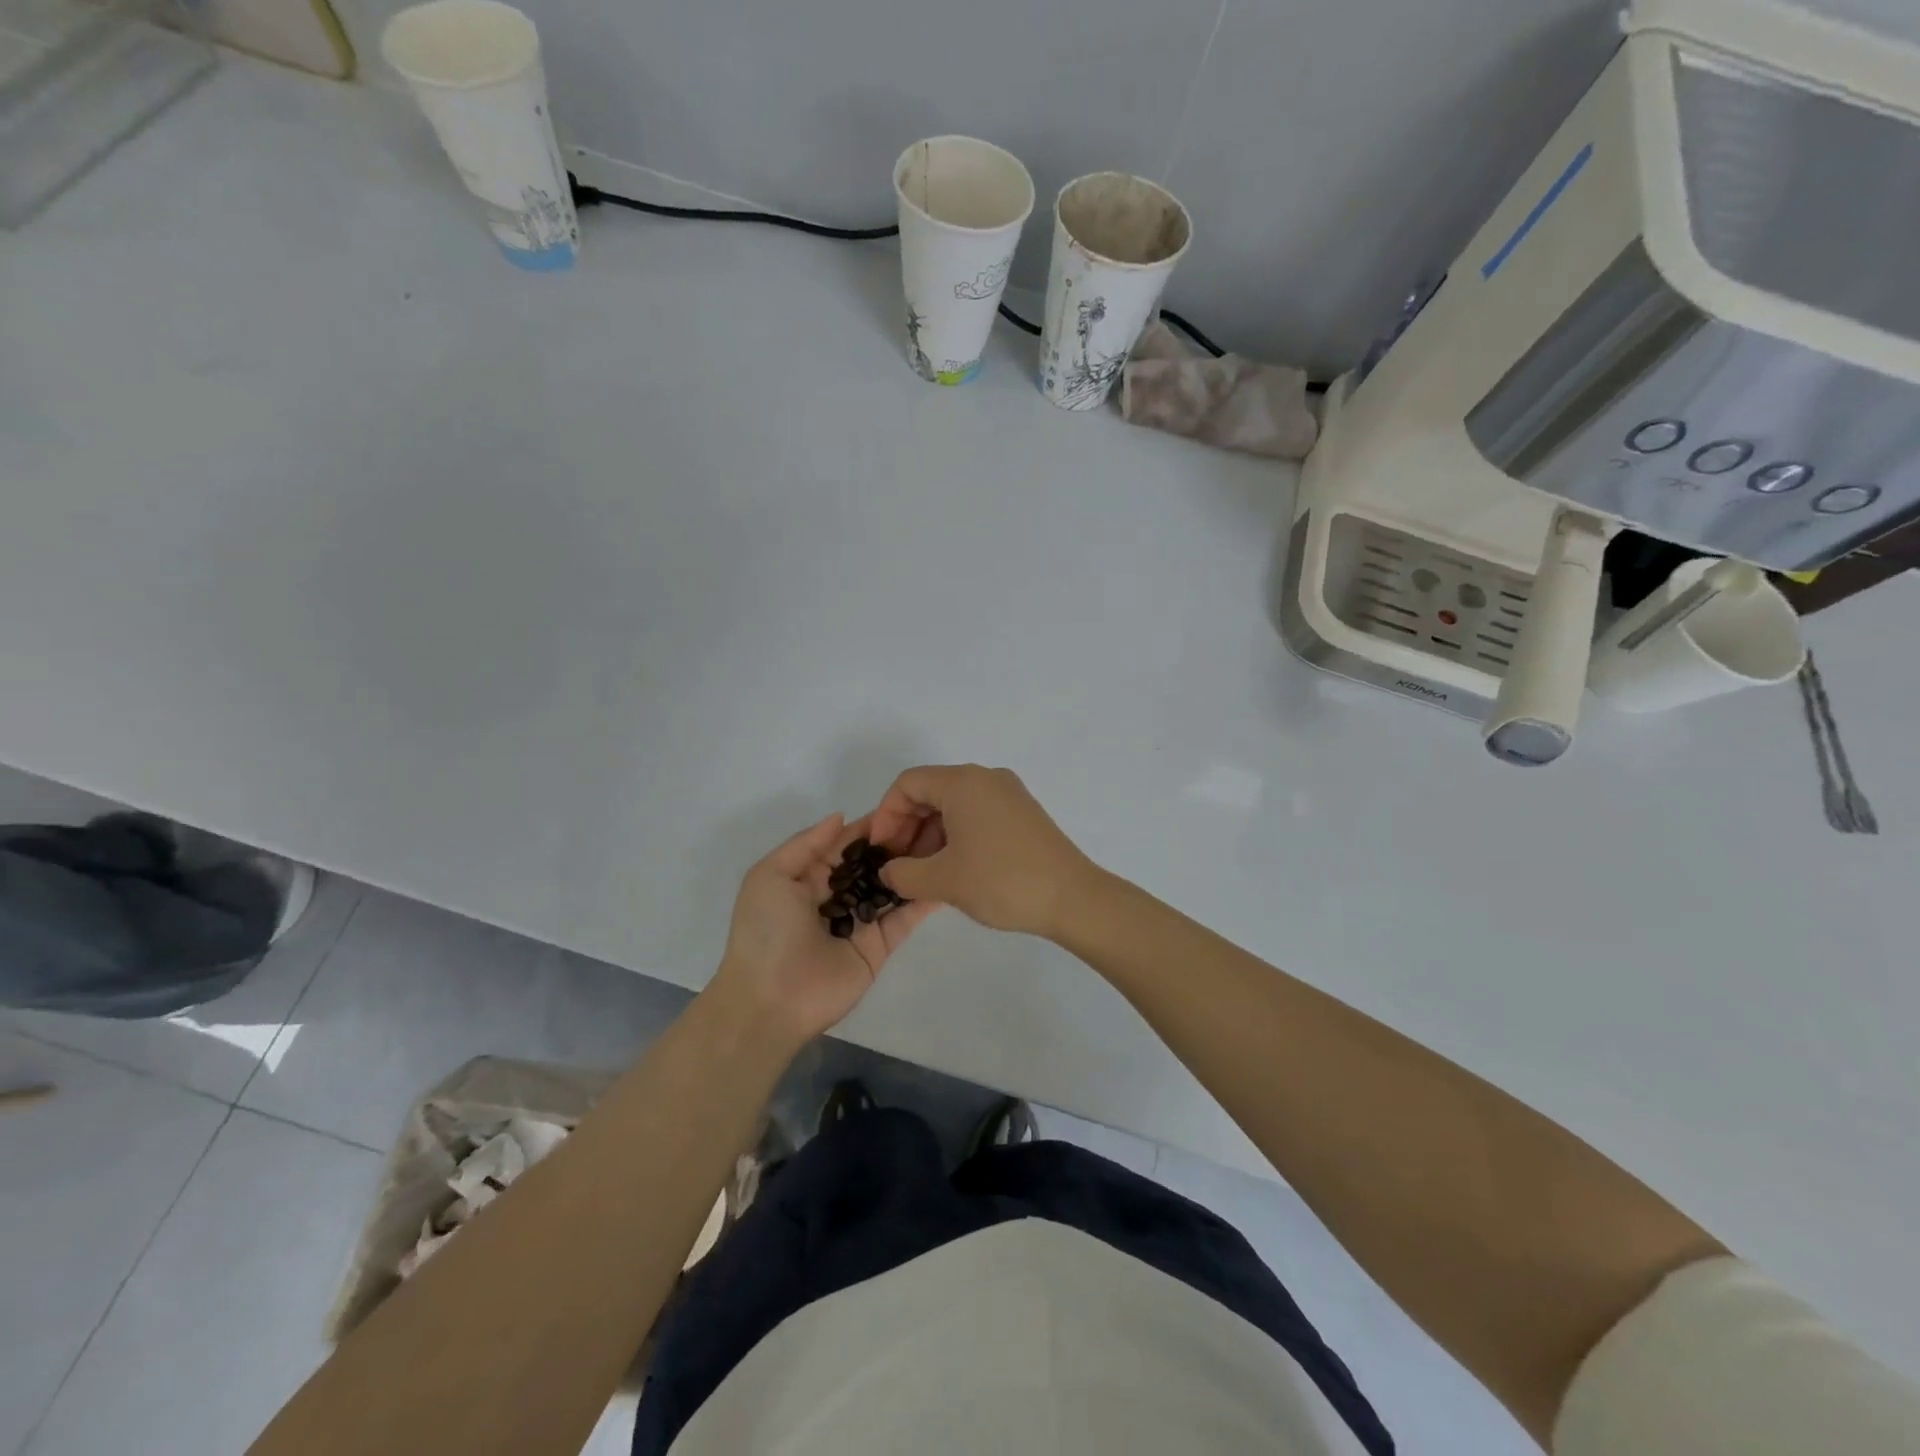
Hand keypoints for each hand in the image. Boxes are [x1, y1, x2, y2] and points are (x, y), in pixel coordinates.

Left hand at [711, 813, 934, 1046]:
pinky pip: (904, 918)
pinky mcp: (880, 947)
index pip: (846, 844)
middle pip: (873, 863)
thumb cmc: (765, 931)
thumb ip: (807, 844)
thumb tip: (841, 816)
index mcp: (809, 877)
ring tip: (947, 839)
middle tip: (934, 818)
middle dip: (898, 843)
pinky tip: (945, 875)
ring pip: (892, 887)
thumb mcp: (770, 876)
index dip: (871, 826)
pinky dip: (923, 899)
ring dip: (914, 865)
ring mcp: (861, 922)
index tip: (902, 804)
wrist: (770, 1000)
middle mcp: (838, 896)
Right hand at [868, 765, 1098, 938]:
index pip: (908, 784)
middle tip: (896, 864)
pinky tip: (952, 869)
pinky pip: (976, 815)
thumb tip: (889, 871)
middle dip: (906, 826)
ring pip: (954, 806)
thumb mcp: (943, 880)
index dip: (885, 815)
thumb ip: (903, 874)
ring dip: (930, 835)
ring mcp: (1009, 795)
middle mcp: (986, 779)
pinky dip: (956, 836)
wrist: (1073, 898)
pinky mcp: (1023, 814)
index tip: (879, 850)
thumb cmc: (1002, 881)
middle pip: (930, 791)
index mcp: (964, 782)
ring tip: (921, 873)